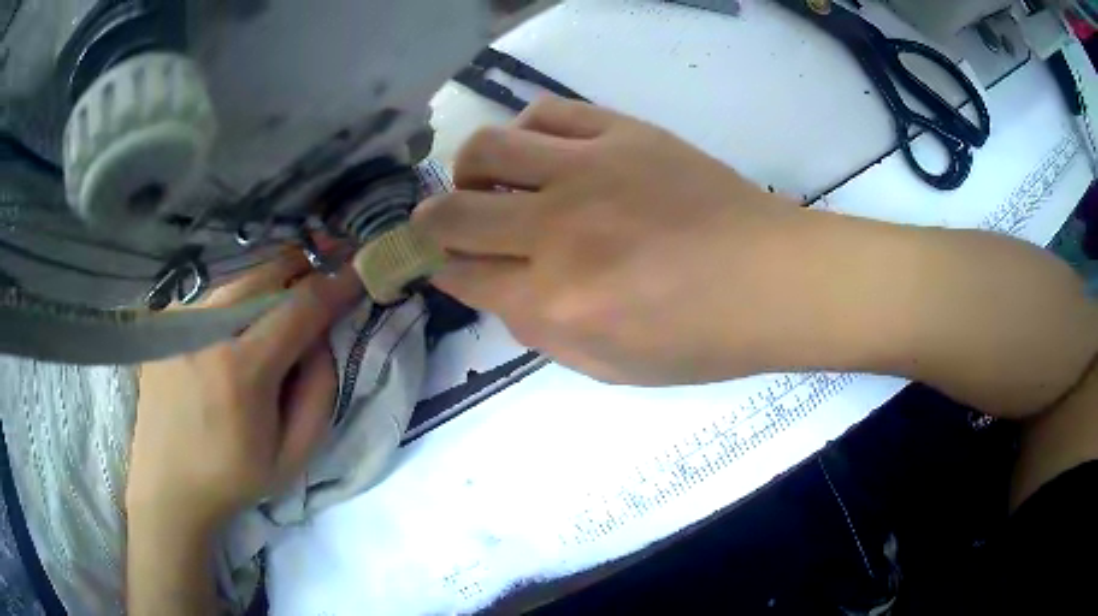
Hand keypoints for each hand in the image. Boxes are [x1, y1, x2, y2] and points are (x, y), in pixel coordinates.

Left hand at [127, 255, 362, 532]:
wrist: (168, 485)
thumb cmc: (234, 477)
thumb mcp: (294, 455)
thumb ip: (321, 390)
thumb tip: (323, 335)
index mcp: (243, 371)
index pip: (301, 306)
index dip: (336, 285)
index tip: (359, 274)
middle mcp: (207, 332)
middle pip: (268, 270)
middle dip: (304, 270)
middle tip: (319, 288)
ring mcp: (180, 322)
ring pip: (239, 275)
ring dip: (269, 283)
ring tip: (278, 309)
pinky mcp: (164, 323)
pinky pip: (212, 292)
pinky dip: (236, 298)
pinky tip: (236, 326)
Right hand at [414, 97, 801, 384]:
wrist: (773, 280)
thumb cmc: (700, 338)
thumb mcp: (610, 366)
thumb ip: (540, 332)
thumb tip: (497, 289)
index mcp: (556, 302)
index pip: (462, 275)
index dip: (439, 269)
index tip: (438, 263)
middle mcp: (558, 230)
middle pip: (454, 211)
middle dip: (431, 222)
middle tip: (441, 224)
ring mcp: (590, 170)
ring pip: (488, 147)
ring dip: (469, 168)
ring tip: (486, 181)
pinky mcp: (623, 133)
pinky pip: (548, 112)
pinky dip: (525, 130)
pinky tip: (538, 152)